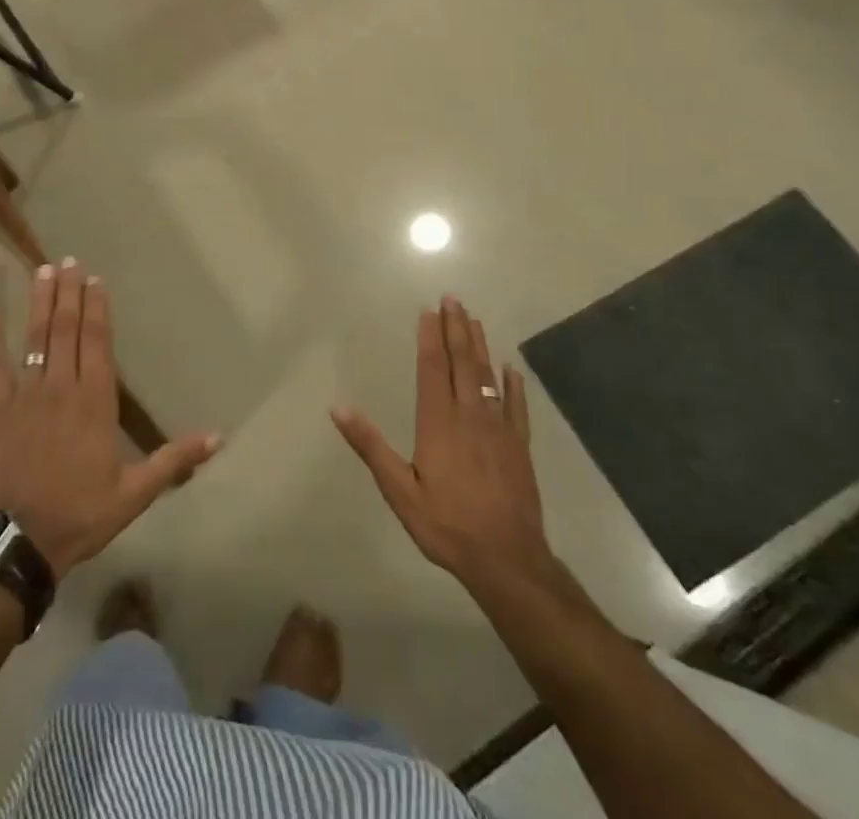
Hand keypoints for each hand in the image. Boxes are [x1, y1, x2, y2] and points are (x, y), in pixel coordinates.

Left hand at [0, 259, 220, 575]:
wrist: (20, 541)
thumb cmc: (81, 513)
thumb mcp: (135, 493)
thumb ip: (174, 460)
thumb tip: (218, 437)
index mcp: (95, 401)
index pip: (97, 343)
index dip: (97, 309)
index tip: (95, 280)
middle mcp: (62, 387)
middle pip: (66, 330)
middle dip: (68, 293)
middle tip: (68, 260)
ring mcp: (27, 396)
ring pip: (35, 339)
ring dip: (39, 304)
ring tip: (42, 271)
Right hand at [332, 297, 556, 605]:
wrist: (508, 560)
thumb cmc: (447, 524)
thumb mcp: (399, 490)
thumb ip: (370, 446)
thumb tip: (338, 407)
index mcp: (438, 423)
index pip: (433, 369)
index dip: (430, 338)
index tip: (429, 310)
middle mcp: (470, 416)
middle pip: (462, 362)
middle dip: (456, 328)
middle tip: (453, 298)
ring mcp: (499, 429)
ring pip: (488, 376)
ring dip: (480, 345)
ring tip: (474, 319)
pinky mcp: (520, 446)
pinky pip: (516, 406)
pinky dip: (512, 384)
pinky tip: (510, 368)